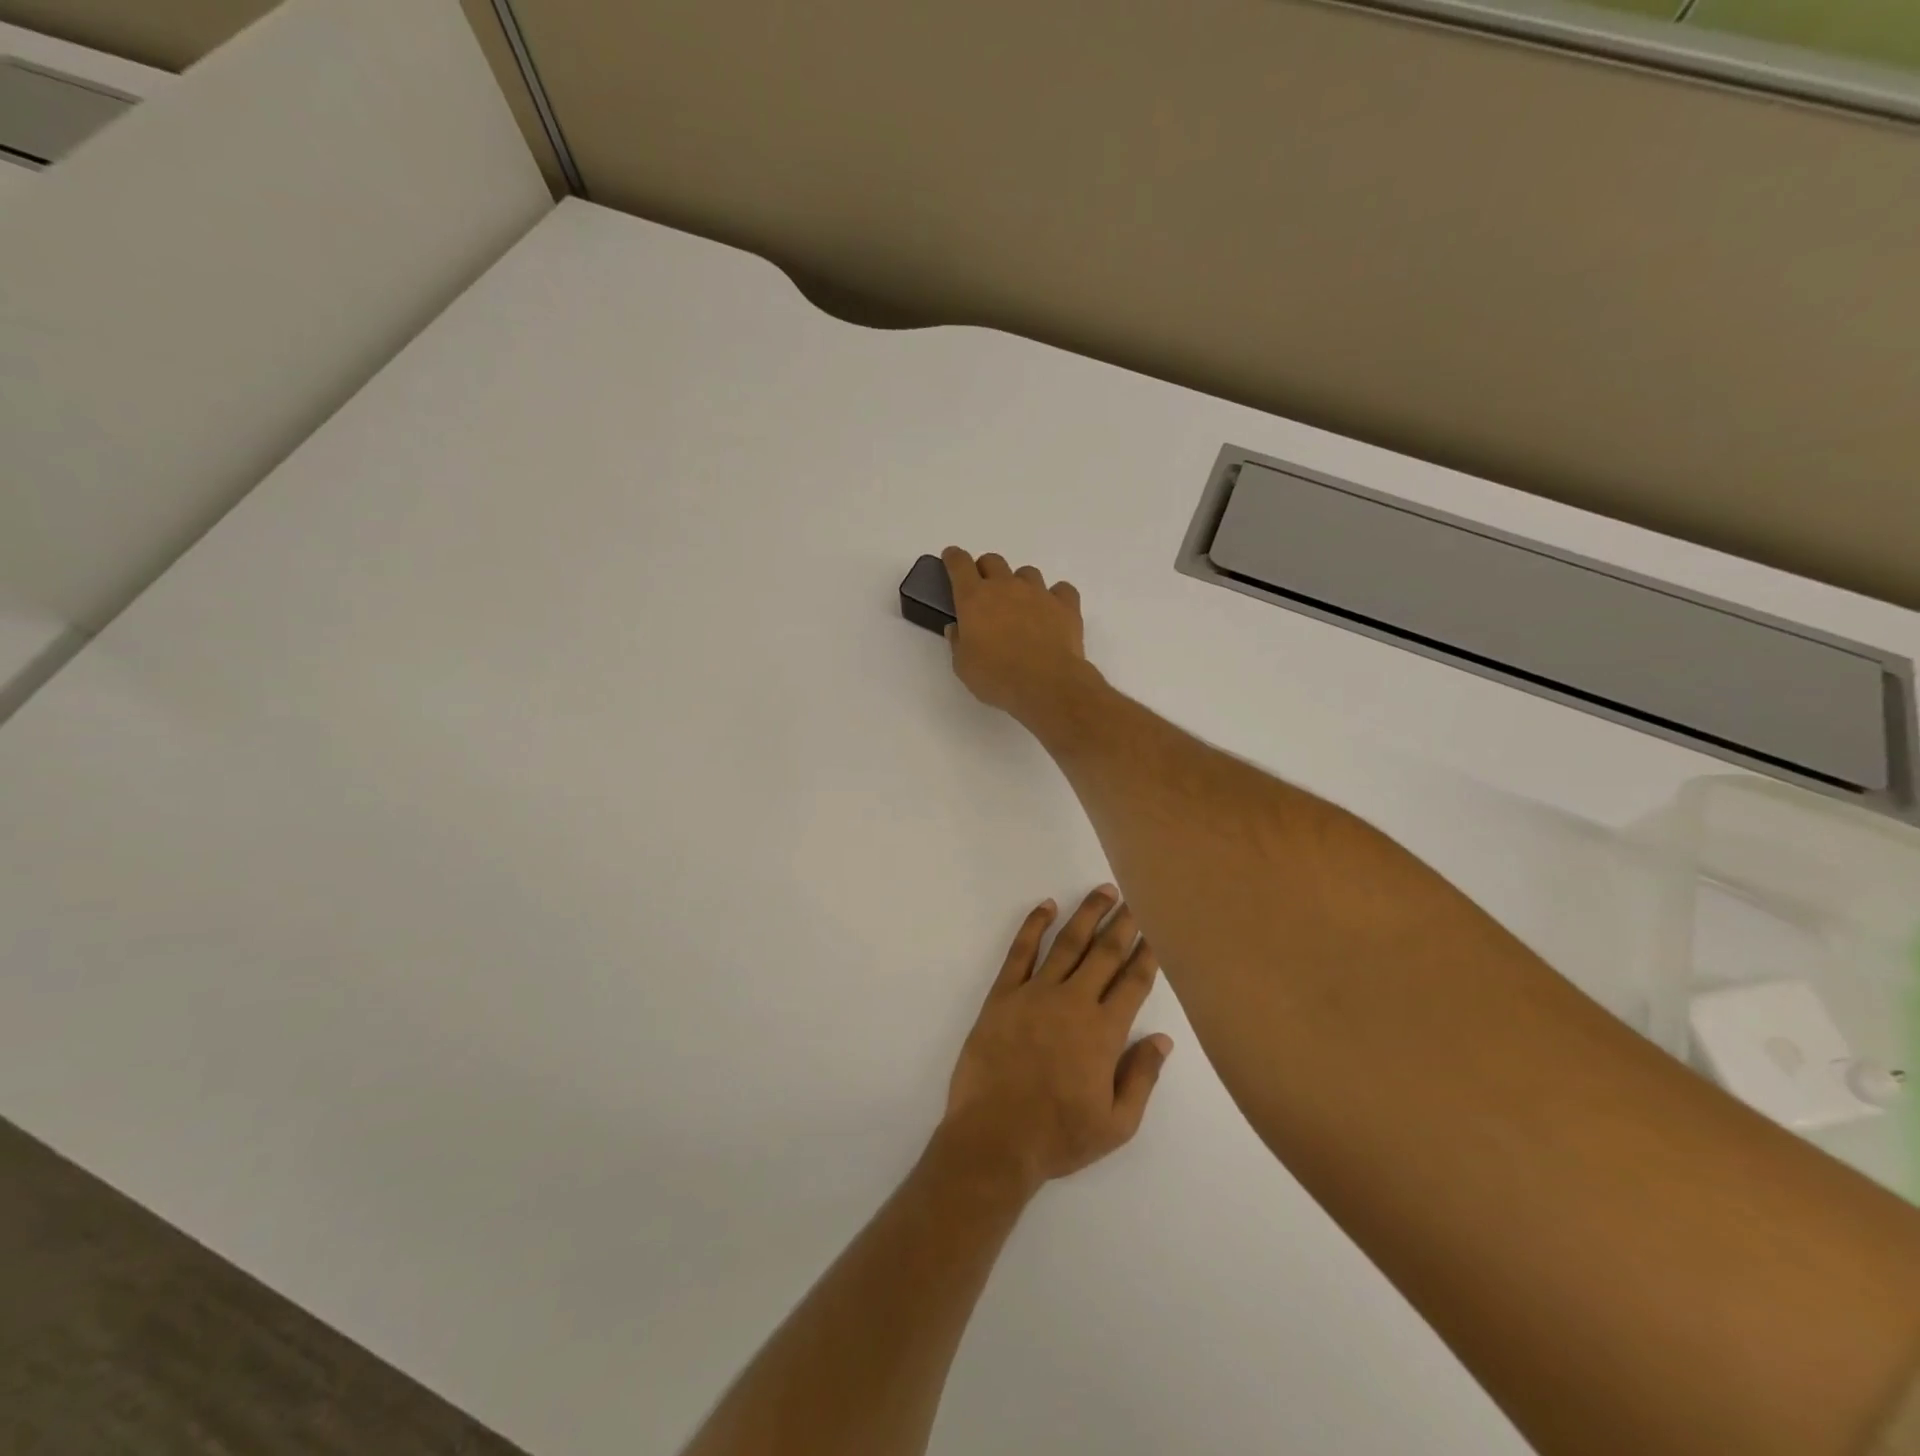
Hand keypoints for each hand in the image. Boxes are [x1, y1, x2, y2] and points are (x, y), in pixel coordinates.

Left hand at [937, 886, 1173, 1193]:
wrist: (994, 1138)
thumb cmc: (1058, 1136)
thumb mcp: (1116, 1124)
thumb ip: (1142, 1077)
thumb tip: (1162, 1038)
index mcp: (1104, 1031)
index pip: (1134, 981)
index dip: (1148, 952)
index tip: (1158, 929)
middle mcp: (1073, 1002)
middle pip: (1105, 952)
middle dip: (1124, 922)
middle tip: (1137, 896)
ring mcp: (1035, 994)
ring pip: (1067, 943)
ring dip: (1087, 914)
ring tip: (1104, 891)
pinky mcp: (1003, 995)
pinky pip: (1020, 952)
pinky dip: (1033, 925)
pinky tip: (1046, 906)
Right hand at [942, 548, 1098, 730]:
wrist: (1046, 684)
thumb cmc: (997, 677)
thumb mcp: (964, 666)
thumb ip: (958, 642)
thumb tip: (957, 629)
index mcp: (974, 598)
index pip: (959, 564)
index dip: (953, 558)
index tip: (951, 558)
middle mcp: (1006, 587)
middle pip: (993, 561)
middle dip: (985, 570)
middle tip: (985, 591)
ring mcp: (1038, 593)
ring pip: (1026, 573)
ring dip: (1019, 583)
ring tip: (1020, 605)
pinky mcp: (1066, 605)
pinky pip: (1061, 590)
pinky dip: (1055, 596)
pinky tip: (1052, 611)